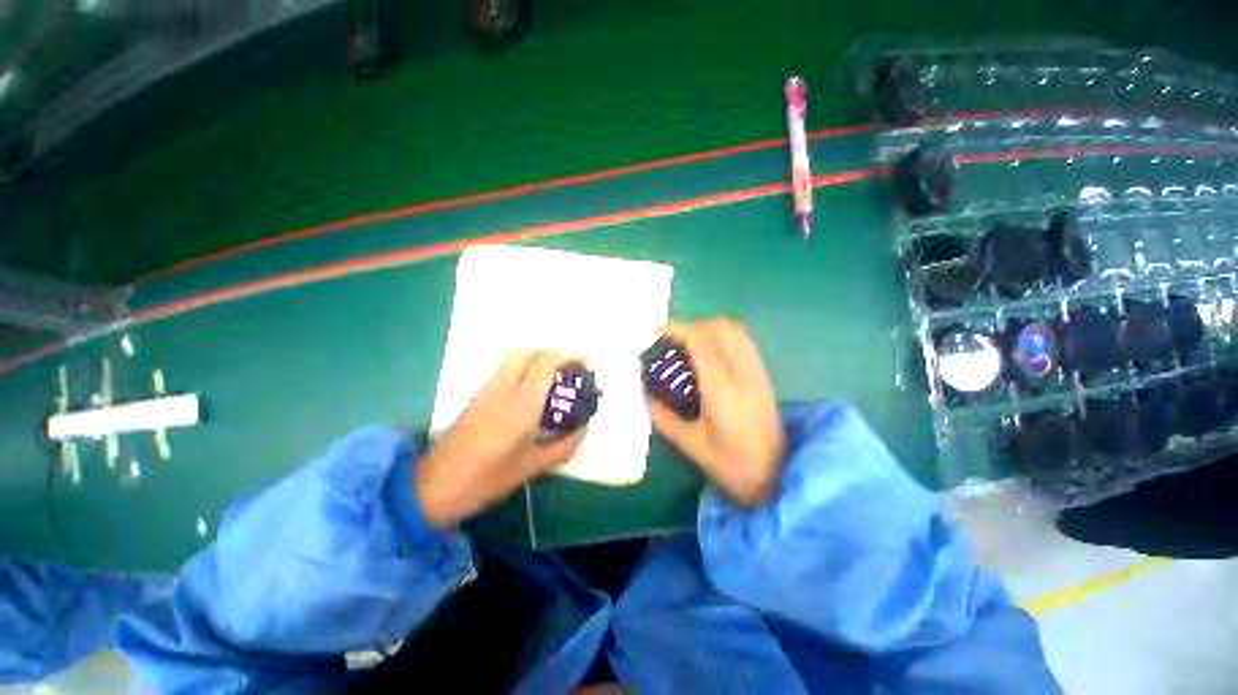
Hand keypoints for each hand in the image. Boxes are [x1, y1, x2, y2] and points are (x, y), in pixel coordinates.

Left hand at [417, 349, 585, 526]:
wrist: (435, 486)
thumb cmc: (488, 478)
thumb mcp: (534, 467)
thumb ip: (565, 445)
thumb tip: (585, 427)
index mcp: (522, 404)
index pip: (545, 363)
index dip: (568, 355)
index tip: (586, 361)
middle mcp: (504, 388)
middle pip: (527, 350)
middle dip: (552, 351)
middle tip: (569, 365)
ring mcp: (487, 389)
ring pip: (513, 356)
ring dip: (537, 355)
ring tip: (554, 372)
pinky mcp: (477, 394)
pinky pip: (504, 367)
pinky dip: (523, 364)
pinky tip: (532, 384)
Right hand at [650, 319, 783, 505]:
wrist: (778, 478)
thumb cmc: (732, 465)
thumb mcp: (690, 444)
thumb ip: (664, 416)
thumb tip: (648, 395)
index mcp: (721, 387)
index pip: (700, 340)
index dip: (676, 329)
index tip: (655, 333)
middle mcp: (742, 372)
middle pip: (720, 327)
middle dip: (692, 326)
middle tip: (672, 342)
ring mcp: (757, 372)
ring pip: (735, 331)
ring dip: (709, 330)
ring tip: (689, 346)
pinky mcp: (764, 377)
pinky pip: (744, 342)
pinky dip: (723, 338)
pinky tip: (711, 357)